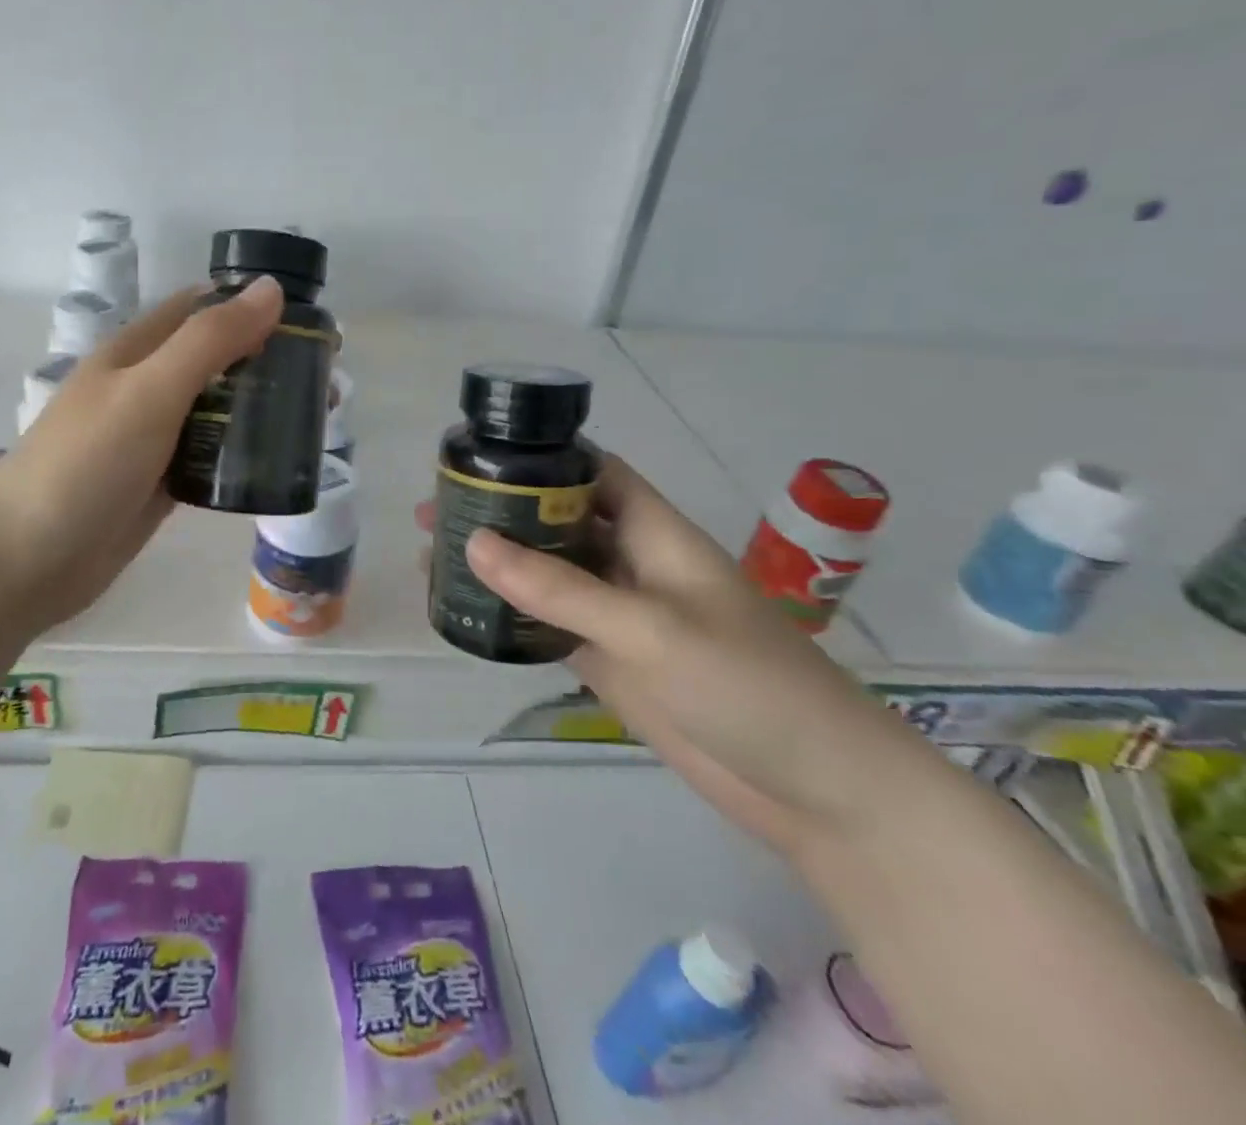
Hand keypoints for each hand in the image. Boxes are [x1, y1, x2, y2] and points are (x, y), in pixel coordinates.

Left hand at [0, 279, 283, 751]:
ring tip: (315, 421)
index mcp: (137, 351)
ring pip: (217, 411)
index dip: (252, 307)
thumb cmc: (85, 464)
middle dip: (267, 362)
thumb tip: (270, 289)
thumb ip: (209, 341)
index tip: (311, 324)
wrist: (27, 558)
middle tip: (326, 383)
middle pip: (216, 361)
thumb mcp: (149, 391)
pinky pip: (209, 457)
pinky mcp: (159, 483)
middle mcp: (146, 387)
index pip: (202, 310)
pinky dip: (241, 454)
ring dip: (259, 410)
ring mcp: (152, 438)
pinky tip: (276, 464)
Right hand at [419, 455, 932, 857]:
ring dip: (499, 567)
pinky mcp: (612, 663)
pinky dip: (512, 617)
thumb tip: (473, 542)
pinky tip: (469, 614)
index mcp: (655, 534)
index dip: (543, 459)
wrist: (818, 791)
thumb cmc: (747, 685)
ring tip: (432, 559)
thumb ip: (560, 588)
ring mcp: (621, 617)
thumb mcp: (649, 628)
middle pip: (558, 524)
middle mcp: (634, 565)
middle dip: (502, 513)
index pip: (594, 473)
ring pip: (548, 576)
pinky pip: (550, 627)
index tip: (479, 458)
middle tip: (433, 513)